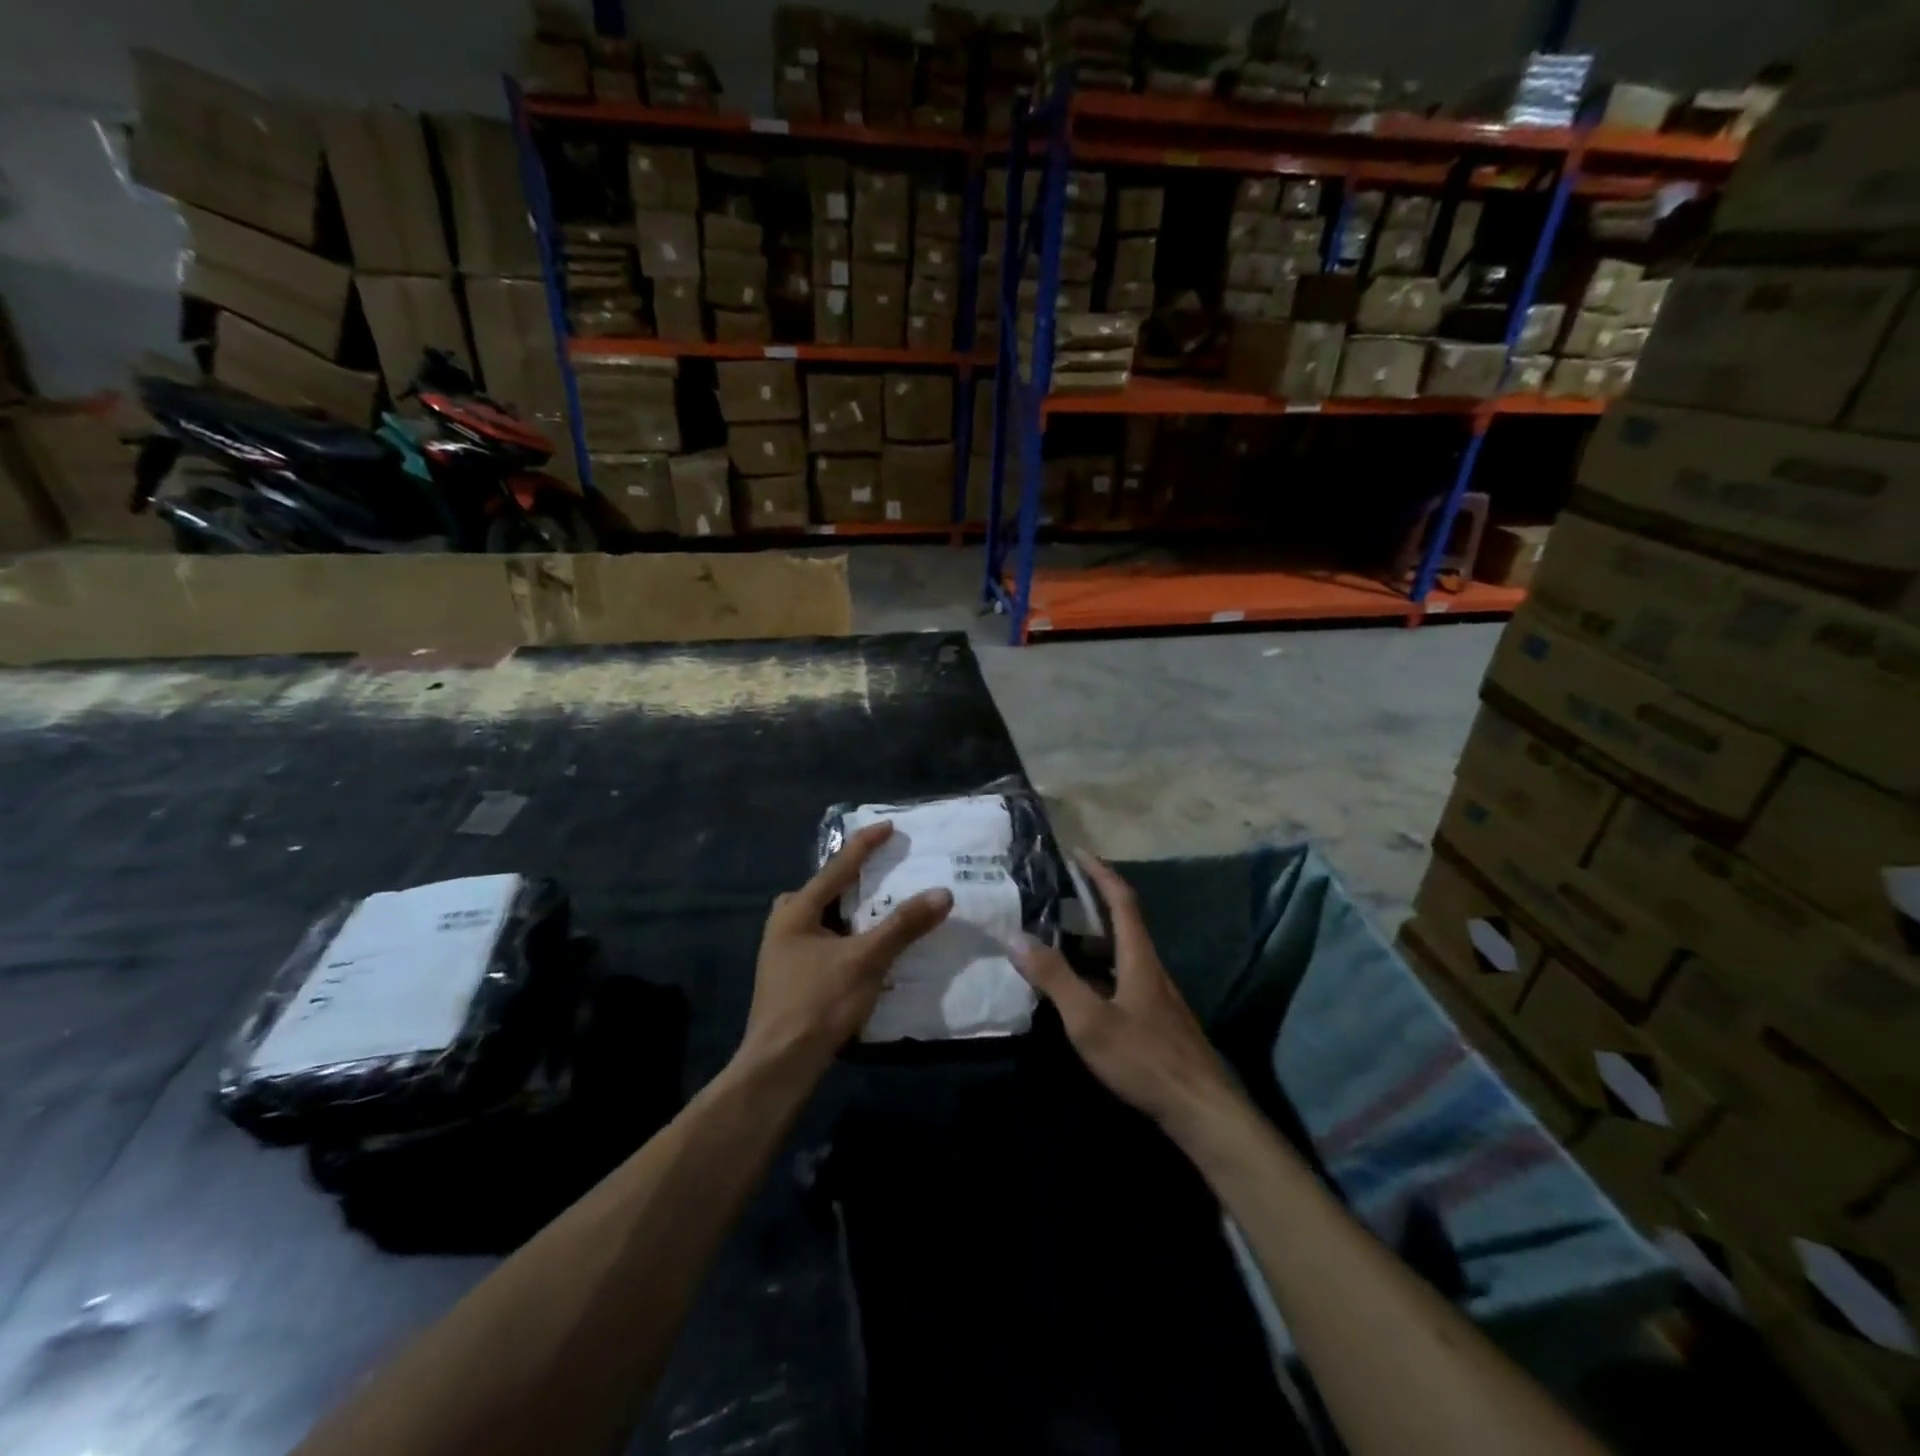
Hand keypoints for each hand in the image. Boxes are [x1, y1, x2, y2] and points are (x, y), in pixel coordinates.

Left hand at [739, 822, 953, 1073]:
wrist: (779, 1066)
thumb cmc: (818, 1003)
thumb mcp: (866, 960)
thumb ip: (903, 925)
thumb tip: (942, 893)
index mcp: (796, 912)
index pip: (837, 867)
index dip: (865, 845)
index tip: (888, 826)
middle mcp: (784, 926)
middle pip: (821, 891)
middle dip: (849, 880)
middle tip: (880, 874)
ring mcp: (782, 954)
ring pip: (820, 919)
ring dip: (848, 912)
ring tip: (878, 910)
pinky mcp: (790, 979)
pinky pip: (822, 942)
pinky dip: (845, 937)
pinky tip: (865, 950)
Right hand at [1010, 852, 1236, 1133]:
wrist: (1201, 1110)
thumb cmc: (1144, 1058)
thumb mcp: (1090, 1019)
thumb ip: (1054, 978)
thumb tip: (1015, 937)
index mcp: (1139, 957)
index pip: (1121, 900)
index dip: (1100, 873)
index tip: (1078, 853)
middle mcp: (1150, 968)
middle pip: (1122, 924)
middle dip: (1092, 902)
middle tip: (1056, 893)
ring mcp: (1156, 995)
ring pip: (1120, 954)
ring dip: (1092, 939)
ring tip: (1056, 937)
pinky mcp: (1156, 1020)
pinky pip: (1121, 978)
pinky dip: (1097, 970)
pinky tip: (1079, 990)